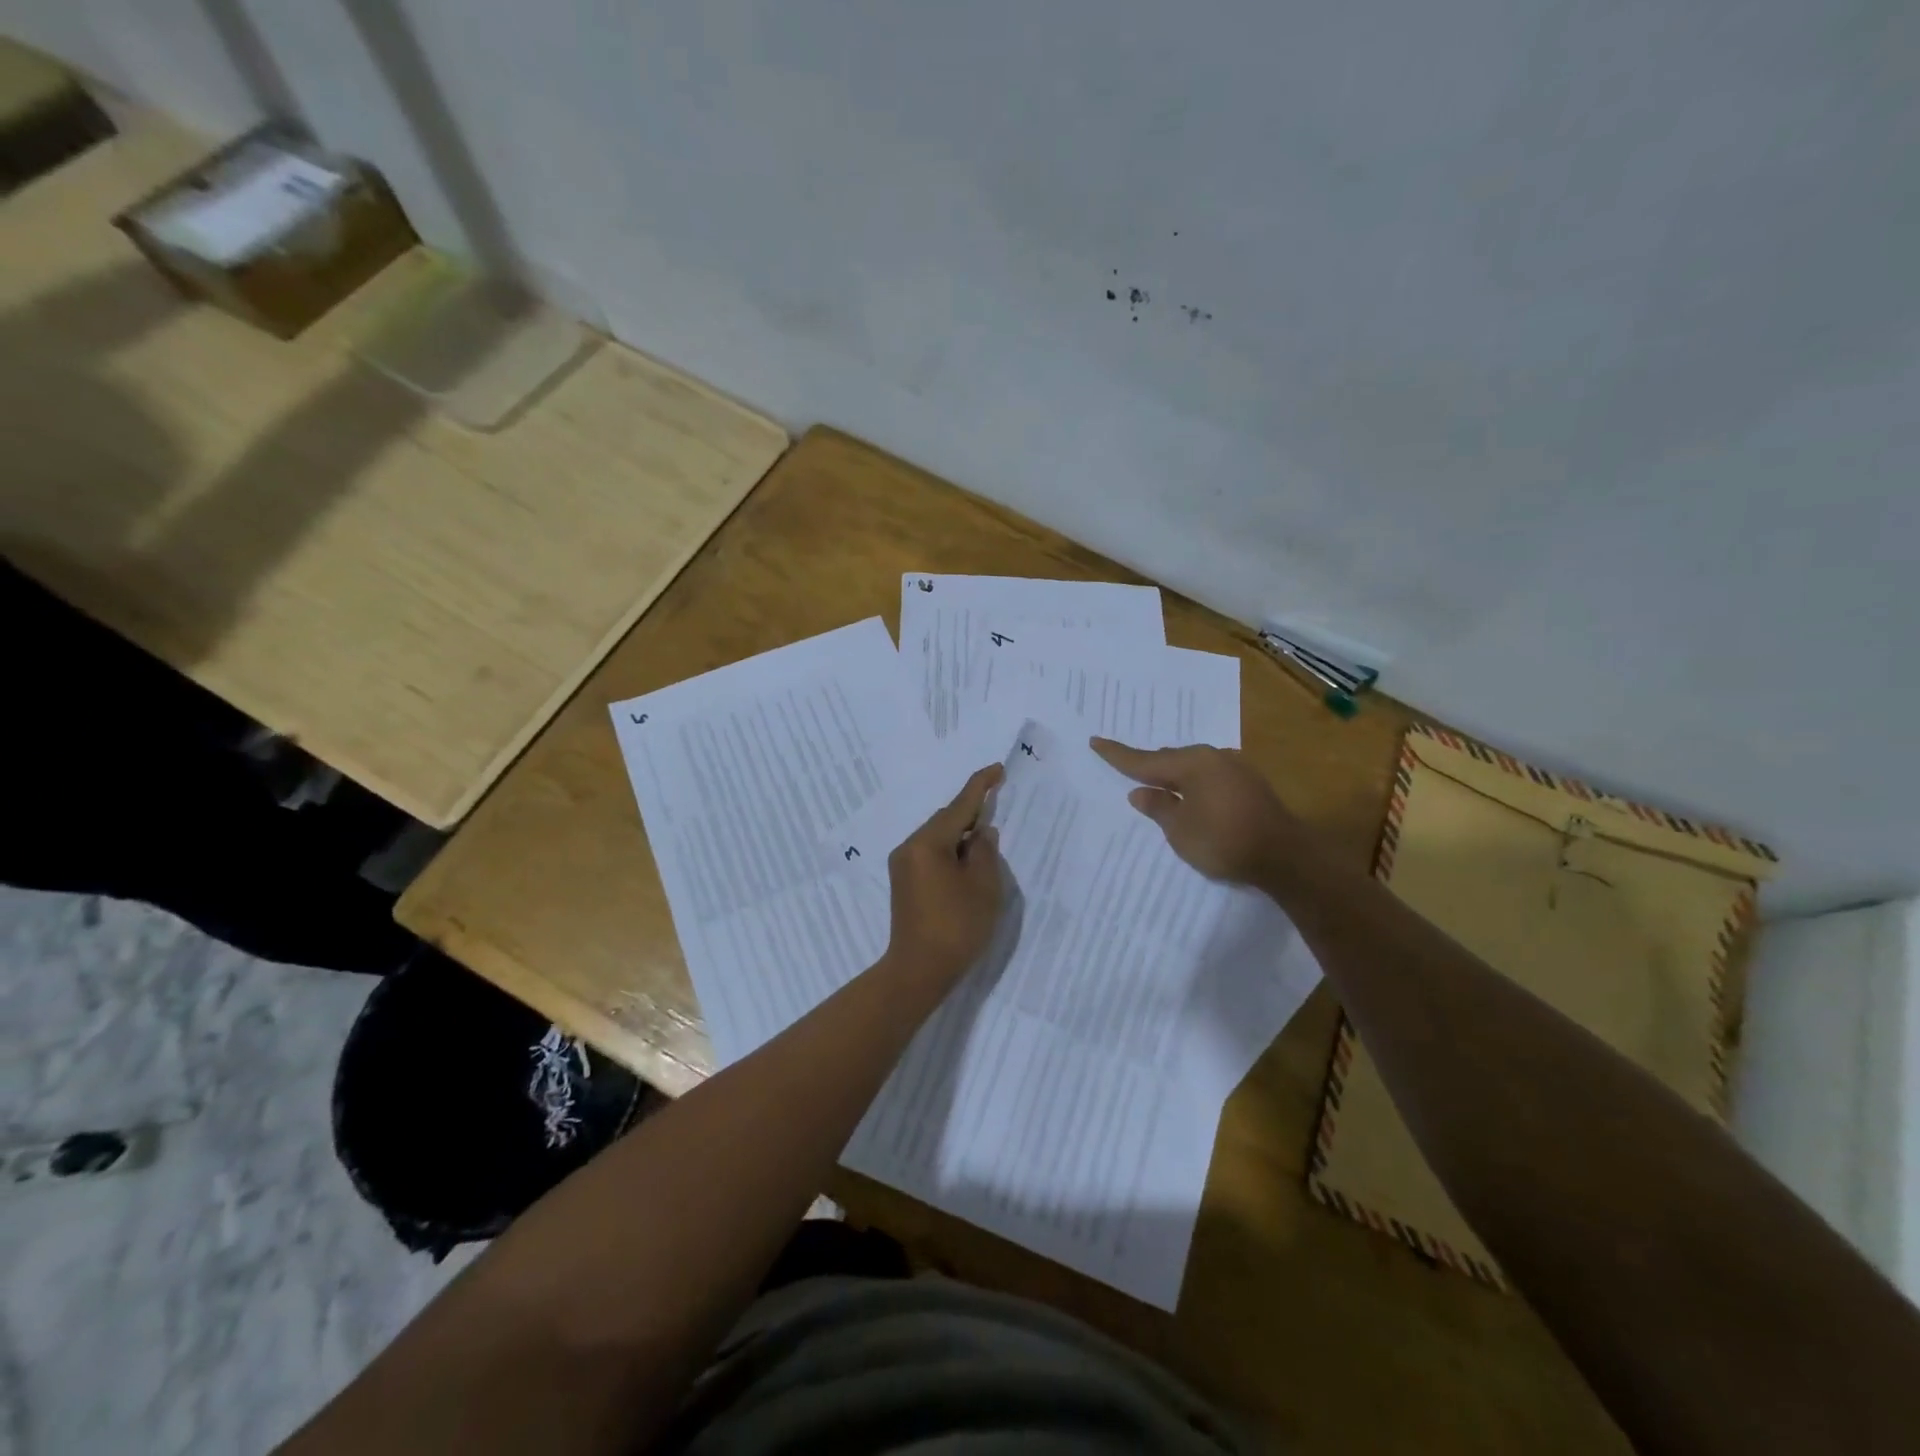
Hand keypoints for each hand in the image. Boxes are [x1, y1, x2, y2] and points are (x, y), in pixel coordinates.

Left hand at [884, 764, 1005, 984]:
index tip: (997, 769)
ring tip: (986, 840)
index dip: (981, 786)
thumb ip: (984, 851)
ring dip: (961, 835)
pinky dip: (951, 852)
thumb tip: (980, 832)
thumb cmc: (956, 926)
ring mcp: (903, 866)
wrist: (918, 971)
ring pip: (937, 838)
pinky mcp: (904, 883)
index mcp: (928, 843)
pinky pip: (931, 854)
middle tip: (997, 806)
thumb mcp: (983, 886)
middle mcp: (909, 847)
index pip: (959, 805)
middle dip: (971, 813)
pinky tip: (967, 863)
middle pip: (945, 820)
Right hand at [1091, 738, 1310, 885]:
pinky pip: (1209, 777)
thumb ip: (1159, 808)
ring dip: (1173, 776)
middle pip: (1171, 759)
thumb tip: (1141, 793)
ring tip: (1155, 784)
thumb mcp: (1180, 830)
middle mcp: (1214, 757)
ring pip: (1192, 768)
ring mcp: (1235, 768)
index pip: (1146, 760)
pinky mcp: (1249, 784)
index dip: (1118, 755)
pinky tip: (1189, 796)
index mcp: (1192, 763)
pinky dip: (1193, 784)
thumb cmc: (1224, 841)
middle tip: (1124, 766)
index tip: (1095, 741)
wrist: (1286, 857)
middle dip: (1148, 766)